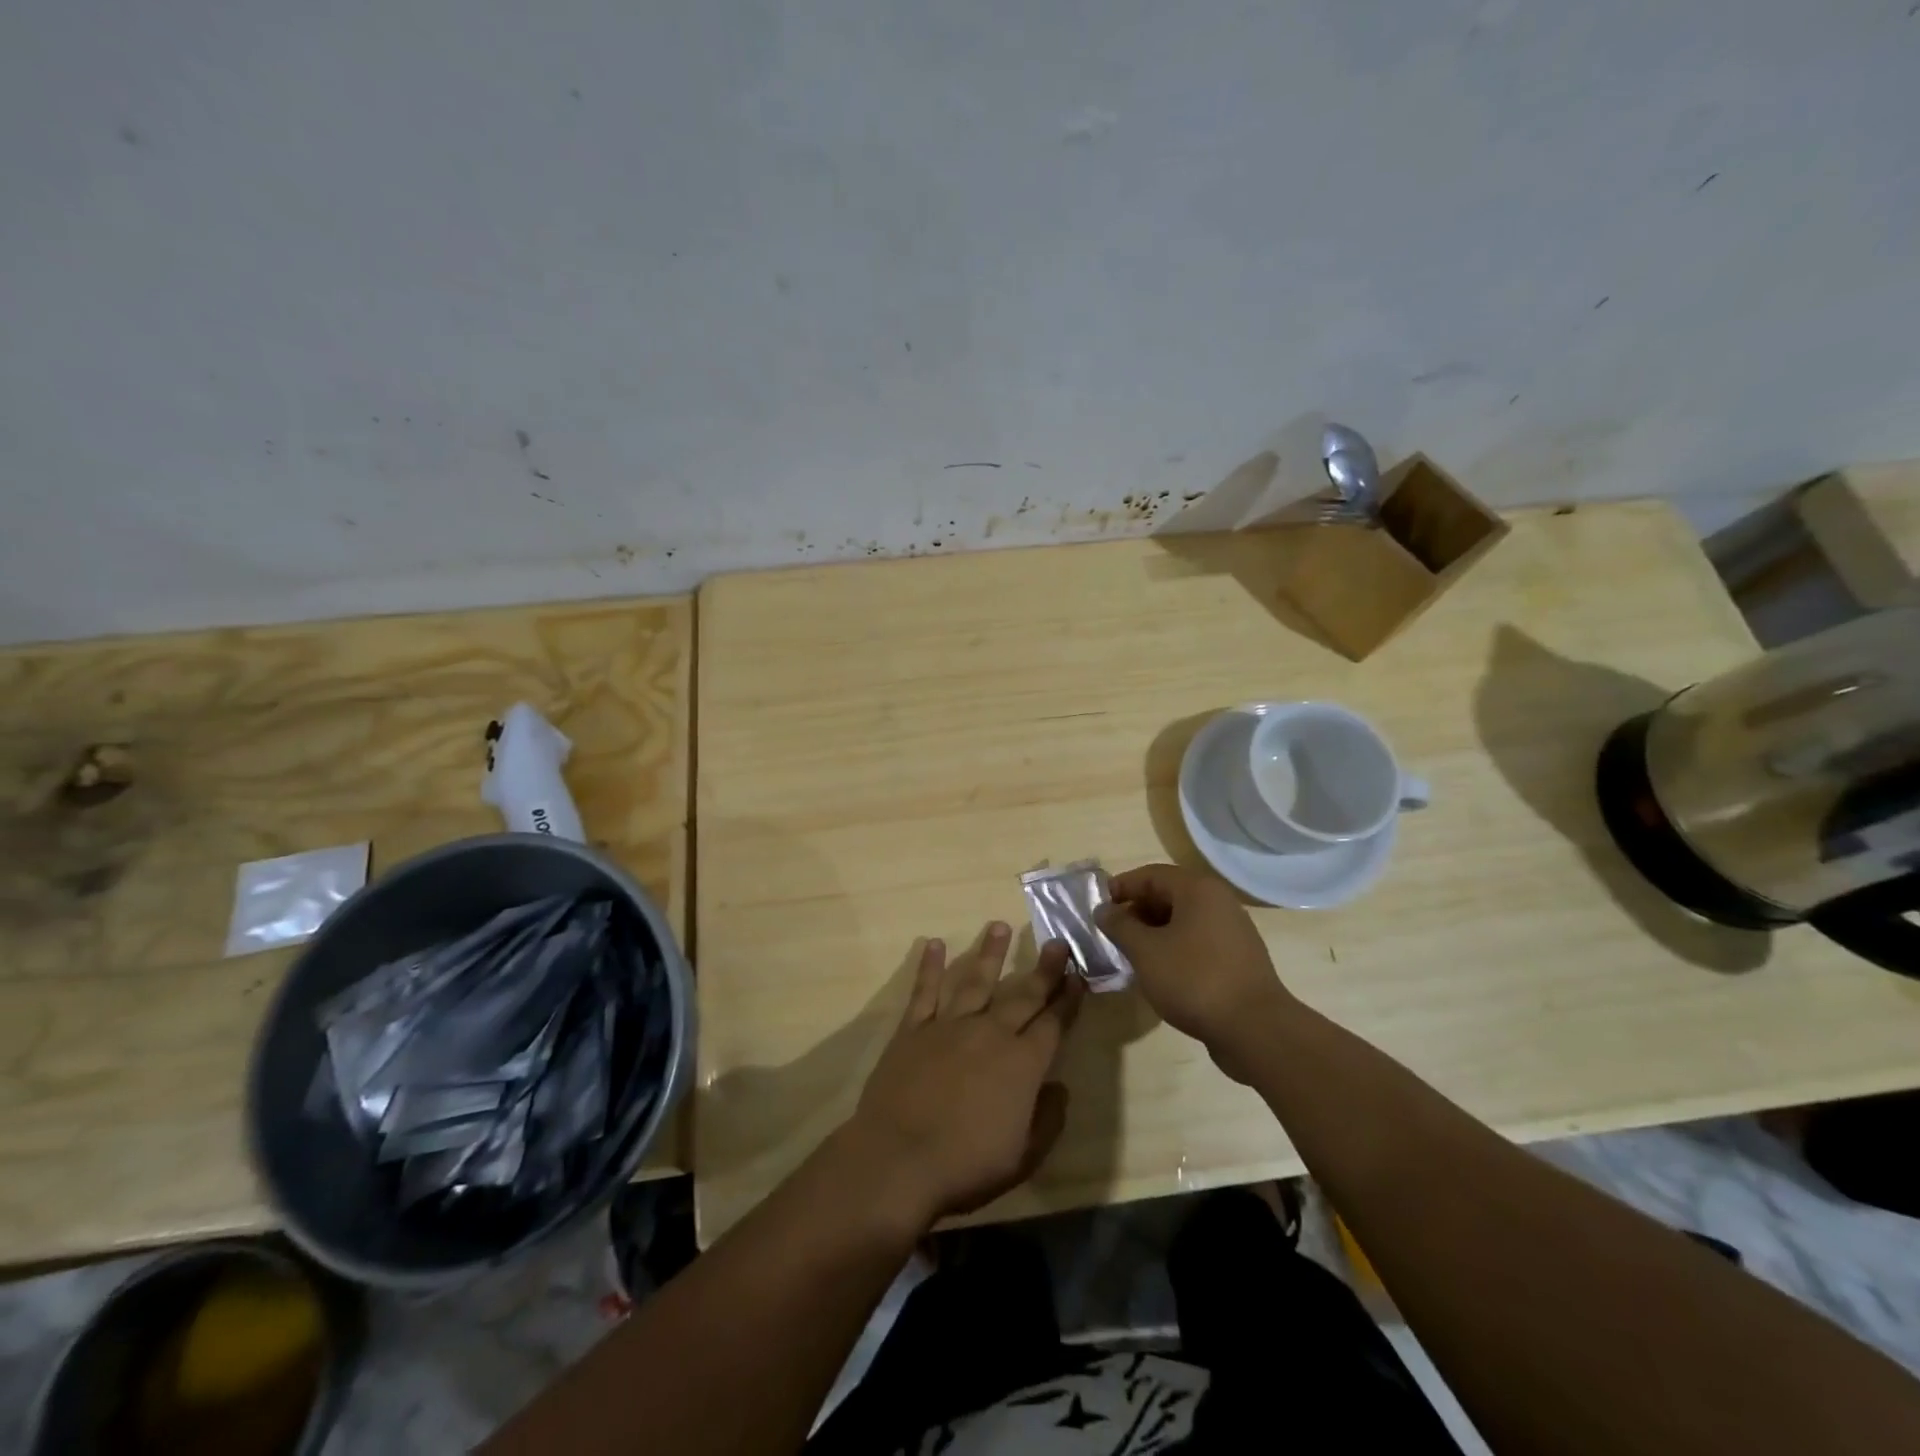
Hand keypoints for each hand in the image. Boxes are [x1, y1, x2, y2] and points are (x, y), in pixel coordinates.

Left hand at [846, 923, 1083, 1226]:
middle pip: (1022, 994)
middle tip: (1056, 942)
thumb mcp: (1023, 1157)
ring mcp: (949, 1026)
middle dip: (1043, 969)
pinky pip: (924, 991)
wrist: (898, 1160)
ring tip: (998, 926)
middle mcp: (990, 1034)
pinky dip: (930, 967)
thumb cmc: (966, 1166)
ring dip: (989, 953)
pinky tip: (934, 944)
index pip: (1052, 1023)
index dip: (1067, 1000)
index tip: (1078, 975)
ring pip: (974, 980)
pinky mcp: (913, 1030)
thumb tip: (1059, 1087)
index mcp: (1021, 1064)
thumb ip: (1047, 1119)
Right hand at [1098, 863, 1293, 1081]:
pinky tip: (1159, 972)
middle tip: (1112, 934)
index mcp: (1198, 890)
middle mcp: (1219, 902)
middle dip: (1136, 911)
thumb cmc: (1193, 979)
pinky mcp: (1237, 958)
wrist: (1254, 1030)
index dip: (1120, 887)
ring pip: (1183, 920)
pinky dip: (1174, 948)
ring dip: (1153, 932)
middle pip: (1168, 895)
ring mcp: (1232, 931)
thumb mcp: (1145, 951)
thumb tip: (1104, 910)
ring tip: (1131, 954)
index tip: (1097, 908)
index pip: (1150, 875)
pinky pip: (1197, 941)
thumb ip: (1120, 926)